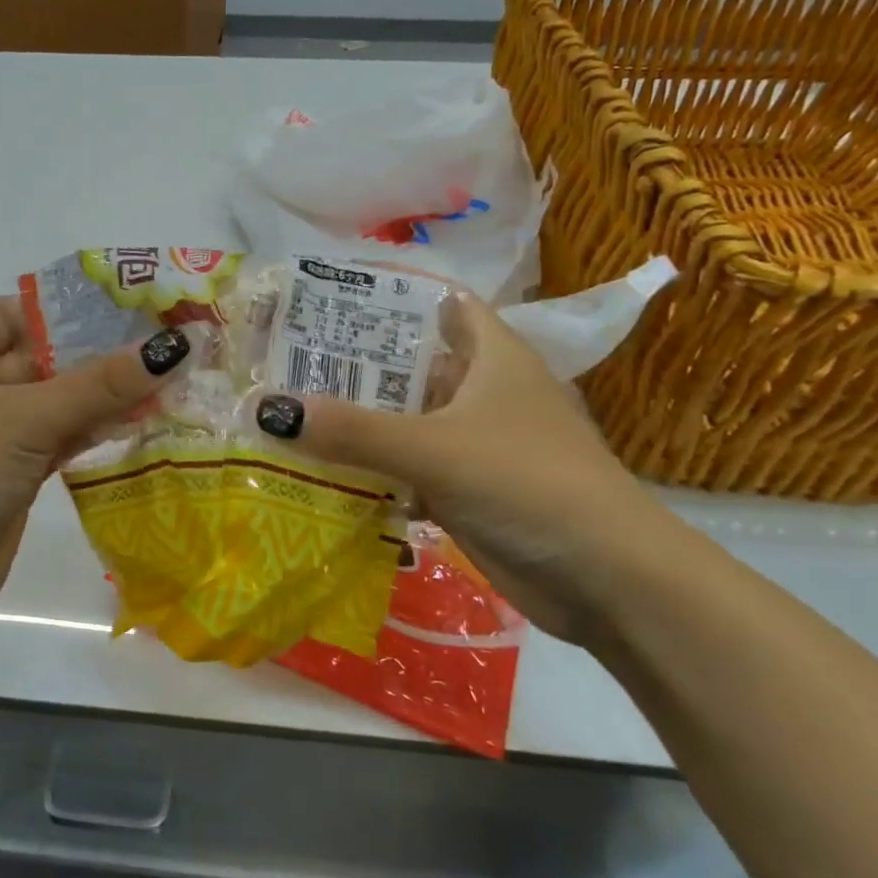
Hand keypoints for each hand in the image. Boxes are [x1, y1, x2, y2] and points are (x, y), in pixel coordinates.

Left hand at [0, 298, 188, 630]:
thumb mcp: (27, 419)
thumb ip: (101, 384)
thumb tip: (175, 346)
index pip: (11, 315)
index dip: (65, 311)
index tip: (123, 308)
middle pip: (39, 358)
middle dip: (95, 355)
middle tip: (160, 342)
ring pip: (53, 402)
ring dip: (101, 395)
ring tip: (164, 378)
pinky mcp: (10, 474)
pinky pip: (56, 438)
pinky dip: (91, 429)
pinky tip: (138, 420)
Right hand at [254, 292, 669, 641]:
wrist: (608, 580)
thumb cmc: (527, 482)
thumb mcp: (434, 449)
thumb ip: (353, 431)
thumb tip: (270, 410)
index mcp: (494, 357)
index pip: (442, 305)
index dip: (394, 297)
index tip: (334, 300)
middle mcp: (487, 392)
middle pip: (415, 366)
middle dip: (360, 365)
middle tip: (291, 360)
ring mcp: (481, 444)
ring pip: (411, 421)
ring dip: (364, 422)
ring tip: (295, 410)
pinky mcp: (473, 491)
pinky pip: (414, 469)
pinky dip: (378, 470)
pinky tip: (328, 472)